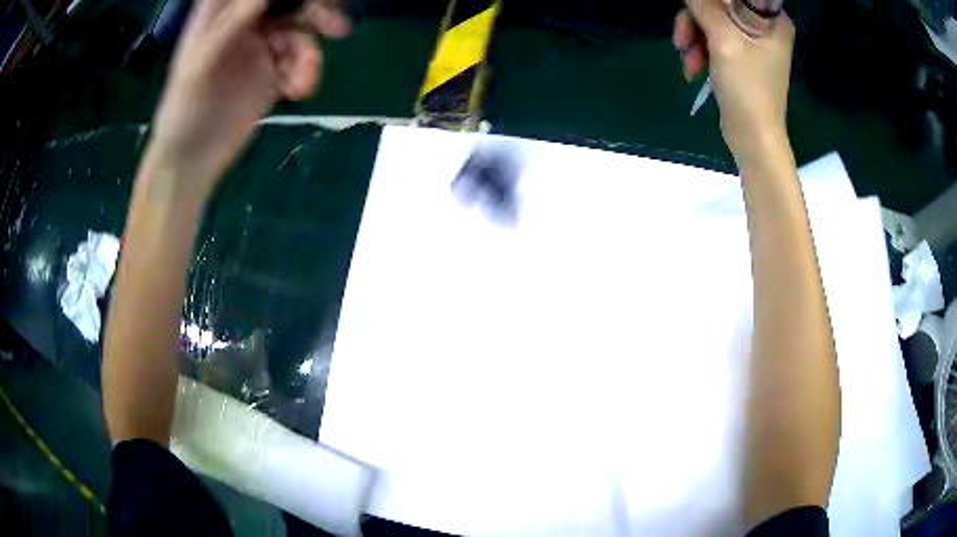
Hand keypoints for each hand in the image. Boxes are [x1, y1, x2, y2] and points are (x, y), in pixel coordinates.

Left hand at [148, 0, 349, 192]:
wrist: (191, 161)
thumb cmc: (181, 111)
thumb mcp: (199, 64)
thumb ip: (231, 25)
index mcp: (221, 14)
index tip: (308, 5)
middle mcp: (245, 24)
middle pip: (289, 4)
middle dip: (315, 13)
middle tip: (337, 28)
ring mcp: (261, 48)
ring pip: (300, 33)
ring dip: (310, 55)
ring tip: (303, 83)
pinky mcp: (272, 73)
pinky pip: (300, 63)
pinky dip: (305, 75)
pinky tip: (298, 92)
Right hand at [673, 0, 793, 166]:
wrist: (753, 138)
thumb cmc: (747, 90)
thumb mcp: (723, 41)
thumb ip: (703, 7)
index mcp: (771, 20)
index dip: (710, 2)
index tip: (692, 11)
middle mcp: (764, 27)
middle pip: (719, 5)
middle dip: (695, 22)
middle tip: (682, 41)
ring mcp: (753, 42)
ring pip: (711, 22)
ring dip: (693, 39)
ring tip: (688, 62)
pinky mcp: (742, 56)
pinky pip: (714, 39)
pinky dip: (700, 51)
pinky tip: (693, 69)